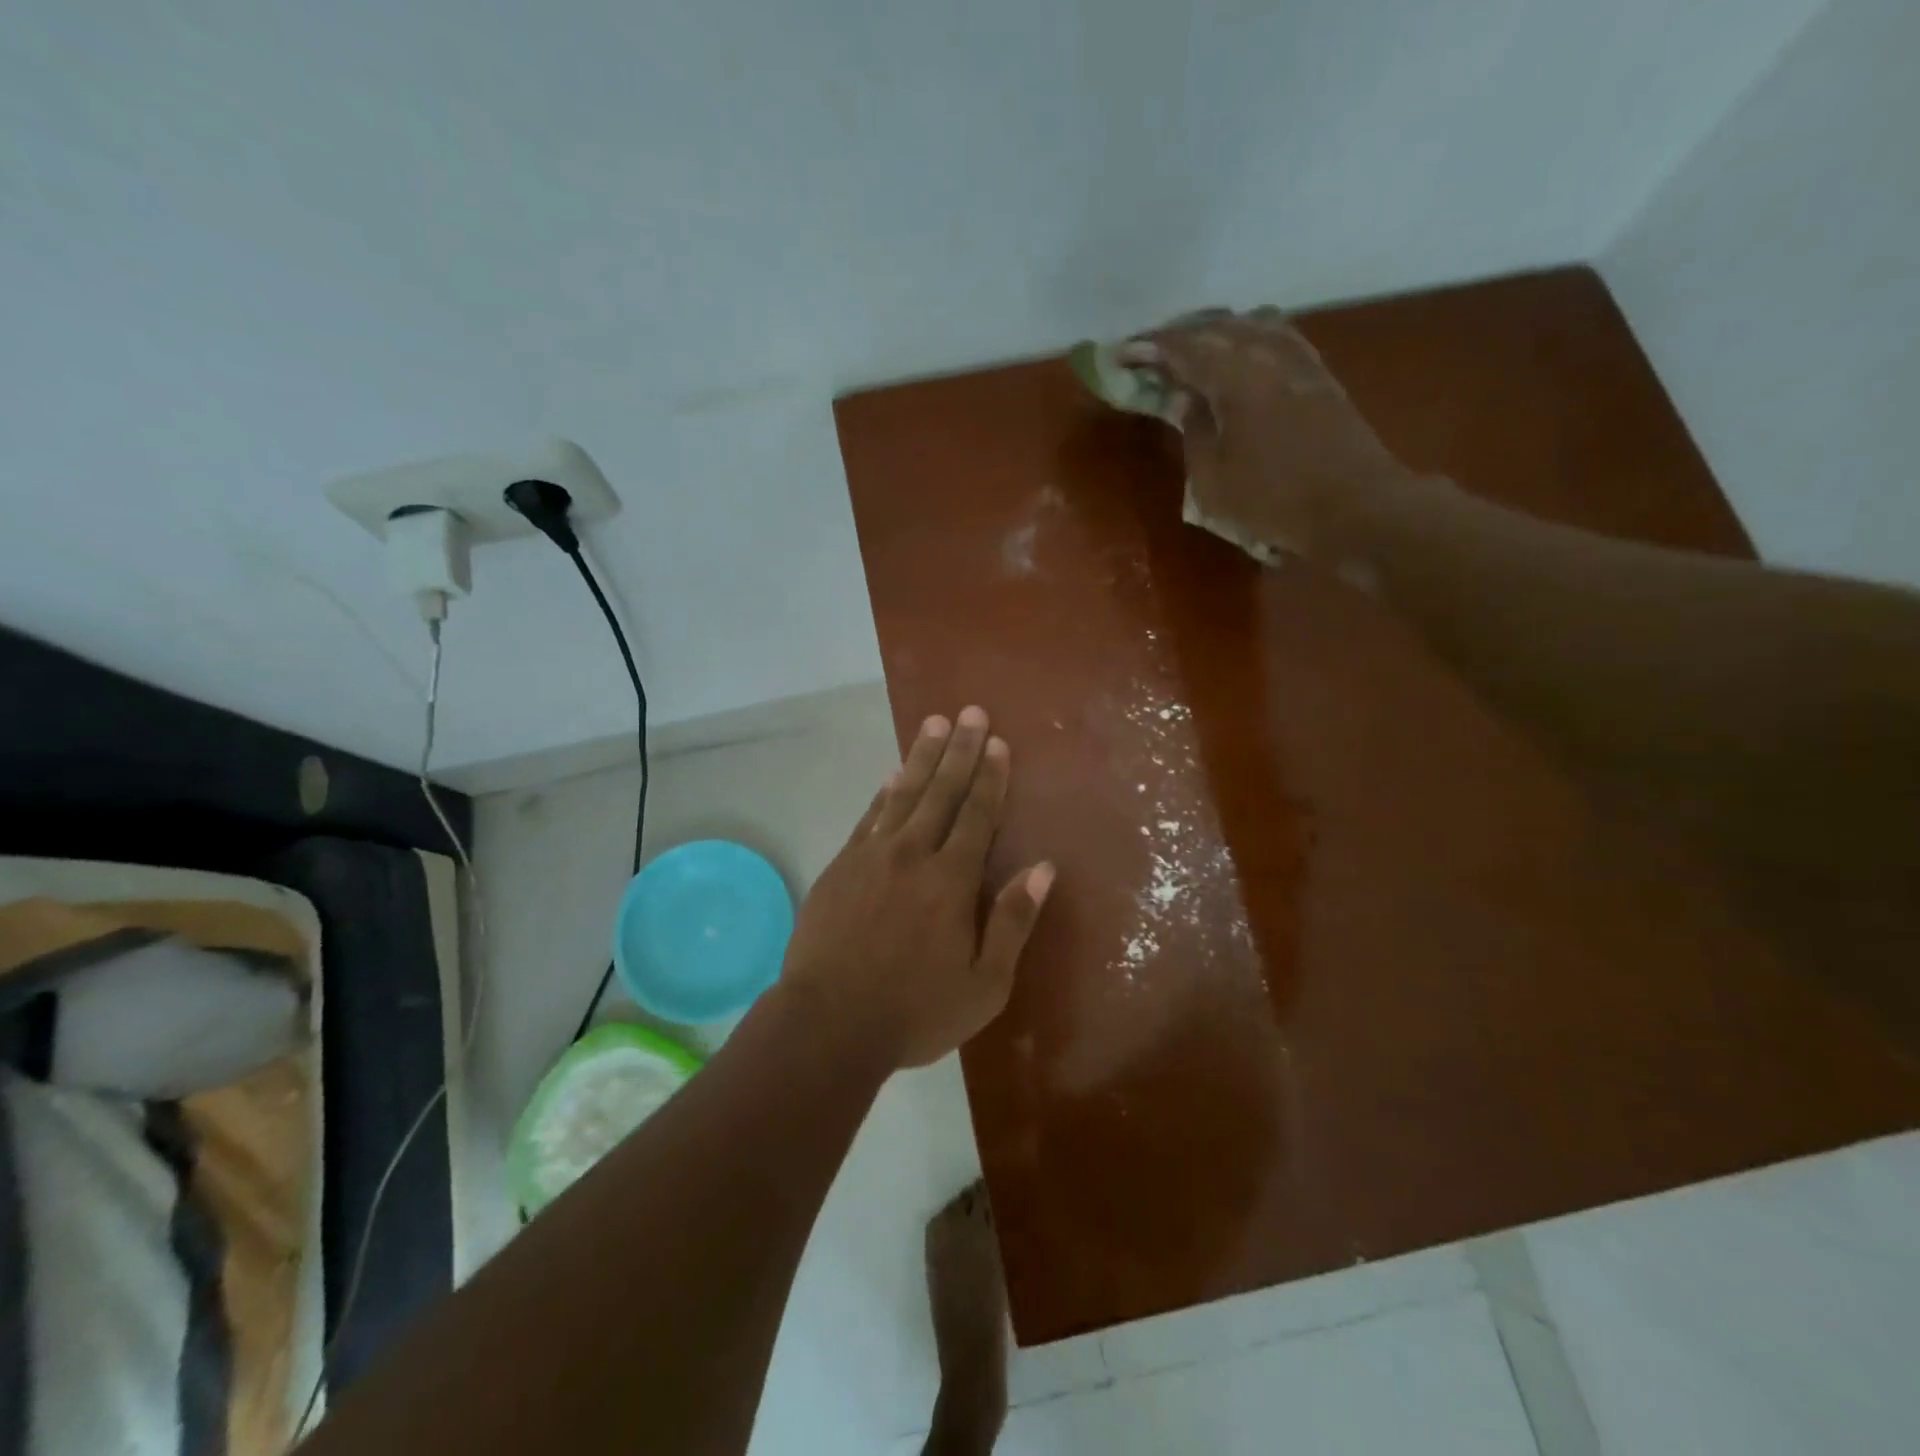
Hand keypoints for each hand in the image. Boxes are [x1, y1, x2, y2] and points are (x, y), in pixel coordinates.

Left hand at [779, 706, 1054, 1069]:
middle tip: (971, 712)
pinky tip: (893, 775)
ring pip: (904, 794)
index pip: (977, 815)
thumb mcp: (985, 984)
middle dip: (960, 749)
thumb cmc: (915, 1011)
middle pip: (942, 791)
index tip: (997, 742)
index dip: (990, 776)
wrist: (828, 1023)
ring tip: (935, 724)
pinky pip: (869, 817)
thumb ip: (1014, 921)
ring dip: (922, 757)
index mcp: (952, 880)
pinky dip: (884, 792)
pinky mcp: (842, 866)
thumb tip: (1042, 867)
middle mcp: (914, 854)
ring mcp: (872, 856)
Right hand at [1127, 307, 1421, 559]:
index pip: (1184, 349)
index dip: (1149, 349)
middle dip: (1181, 335)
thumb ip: (1194, 431)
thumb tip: (1184, 400)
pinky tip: (1245, 353)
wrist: (1354, 508)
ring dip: (1218, 331)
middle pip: (1219, 327)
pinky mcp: (1321, 378)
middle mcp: (1269, 355)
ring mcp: (1301, 362)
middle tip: (1153, 351)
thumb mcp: (1212, 481)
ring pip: (1253, 325)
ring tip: (1196, 347)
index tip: (1122, 354)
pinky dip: (1251, 338)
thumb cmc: (1272, 502)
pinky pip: (1279, 339)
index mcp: (1235, 378)